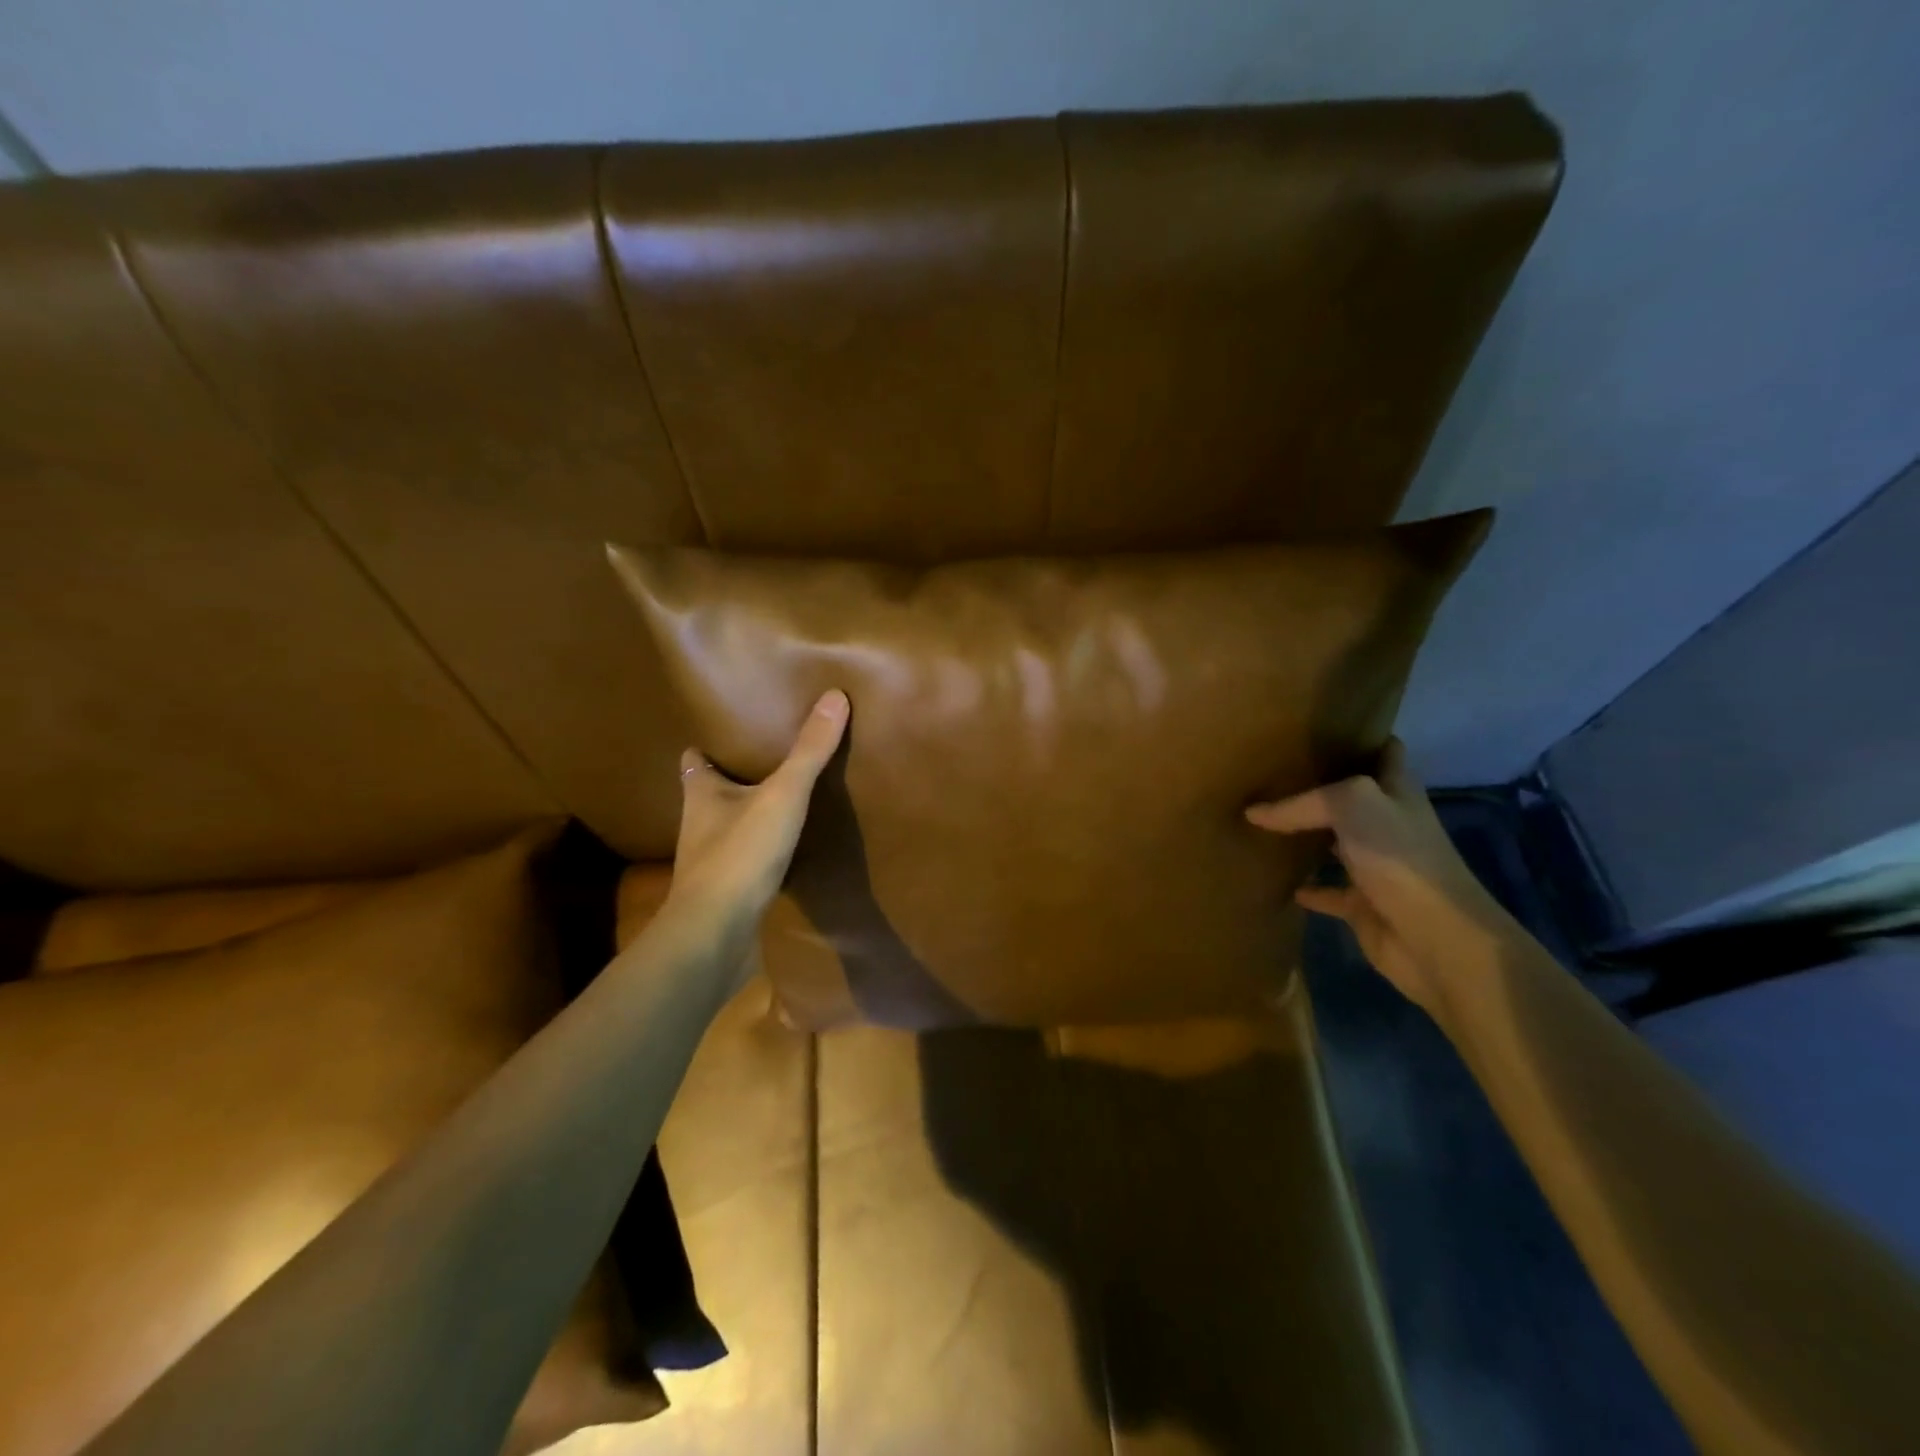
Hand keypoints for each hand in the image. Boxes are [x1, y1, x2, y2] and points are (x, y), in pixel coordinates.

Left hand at [665, 690, 849, 966]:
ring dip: (745, 817)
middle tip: (764, 762)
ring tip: (779, 803)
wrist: (716, 934)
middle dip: (731, 780)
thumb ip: (809, 751)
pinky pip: (743, 863)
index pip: (694, 761)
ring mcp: (710, 863)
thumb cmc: (740, 853)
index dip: (705, 747)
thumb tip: (834, 695)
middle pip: (710, 794)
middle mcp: (699, 825)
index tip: (724, 734)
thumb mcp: (782, 795)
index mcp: (702, 795)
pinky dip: (759, 853)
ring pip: (726, 829)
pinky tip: (784, 852)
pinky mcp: (726, 893)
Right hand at [1245, 738, 1511, 1019]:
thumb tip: (1256, 812)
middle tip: (1273, 772)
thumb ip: (1302, 802)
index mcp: (1396, 791)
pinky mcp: (1362, 905)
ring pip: (1336, 843)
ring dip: (1307, 835)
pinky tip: (1276, 880)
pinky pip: (1327, 891)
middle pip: (1352, 798)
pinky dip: (1306, 887)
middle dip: (1320, 785)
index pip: (1383, 751)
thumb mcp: (1351, 804)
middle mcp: (1388, 823)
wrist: (1434, 938)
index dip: (1358, 735)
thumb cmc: (1399, 857)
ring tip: (1263, 820)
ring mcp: (1377, 865)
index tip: (1320, 726)